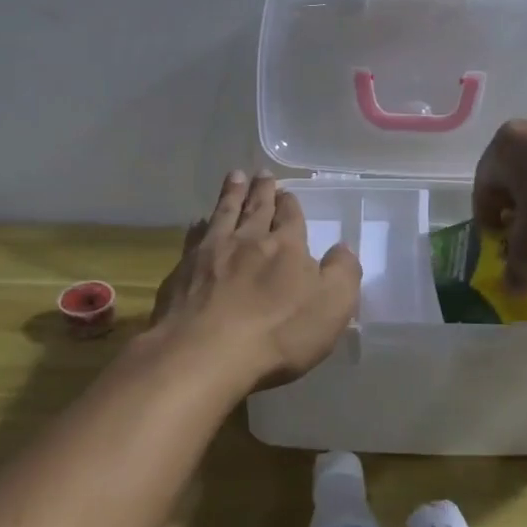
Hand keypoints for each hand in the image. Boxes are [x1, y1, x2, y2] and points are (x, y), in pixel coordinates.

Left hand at [151, 171, 362, 390]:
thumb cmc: (277, 333)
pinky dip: (200, 226)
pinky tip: (199, 223)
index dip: (291, 204)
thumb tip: (343, 248)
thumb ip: (343, 273)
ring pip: (224, 213)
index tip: (288, 191)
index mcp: (287, 247)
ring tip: (235, 177)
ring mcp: (212, 253)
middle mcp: (249, 240)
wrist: (204, 353)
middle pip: (257, 208)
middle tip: (262, 173)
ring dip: (231, 194)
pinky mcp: (183, 271)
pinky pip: (195, 237)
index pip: (291, 217)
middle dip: (262, 190)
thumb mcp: (332, 306)